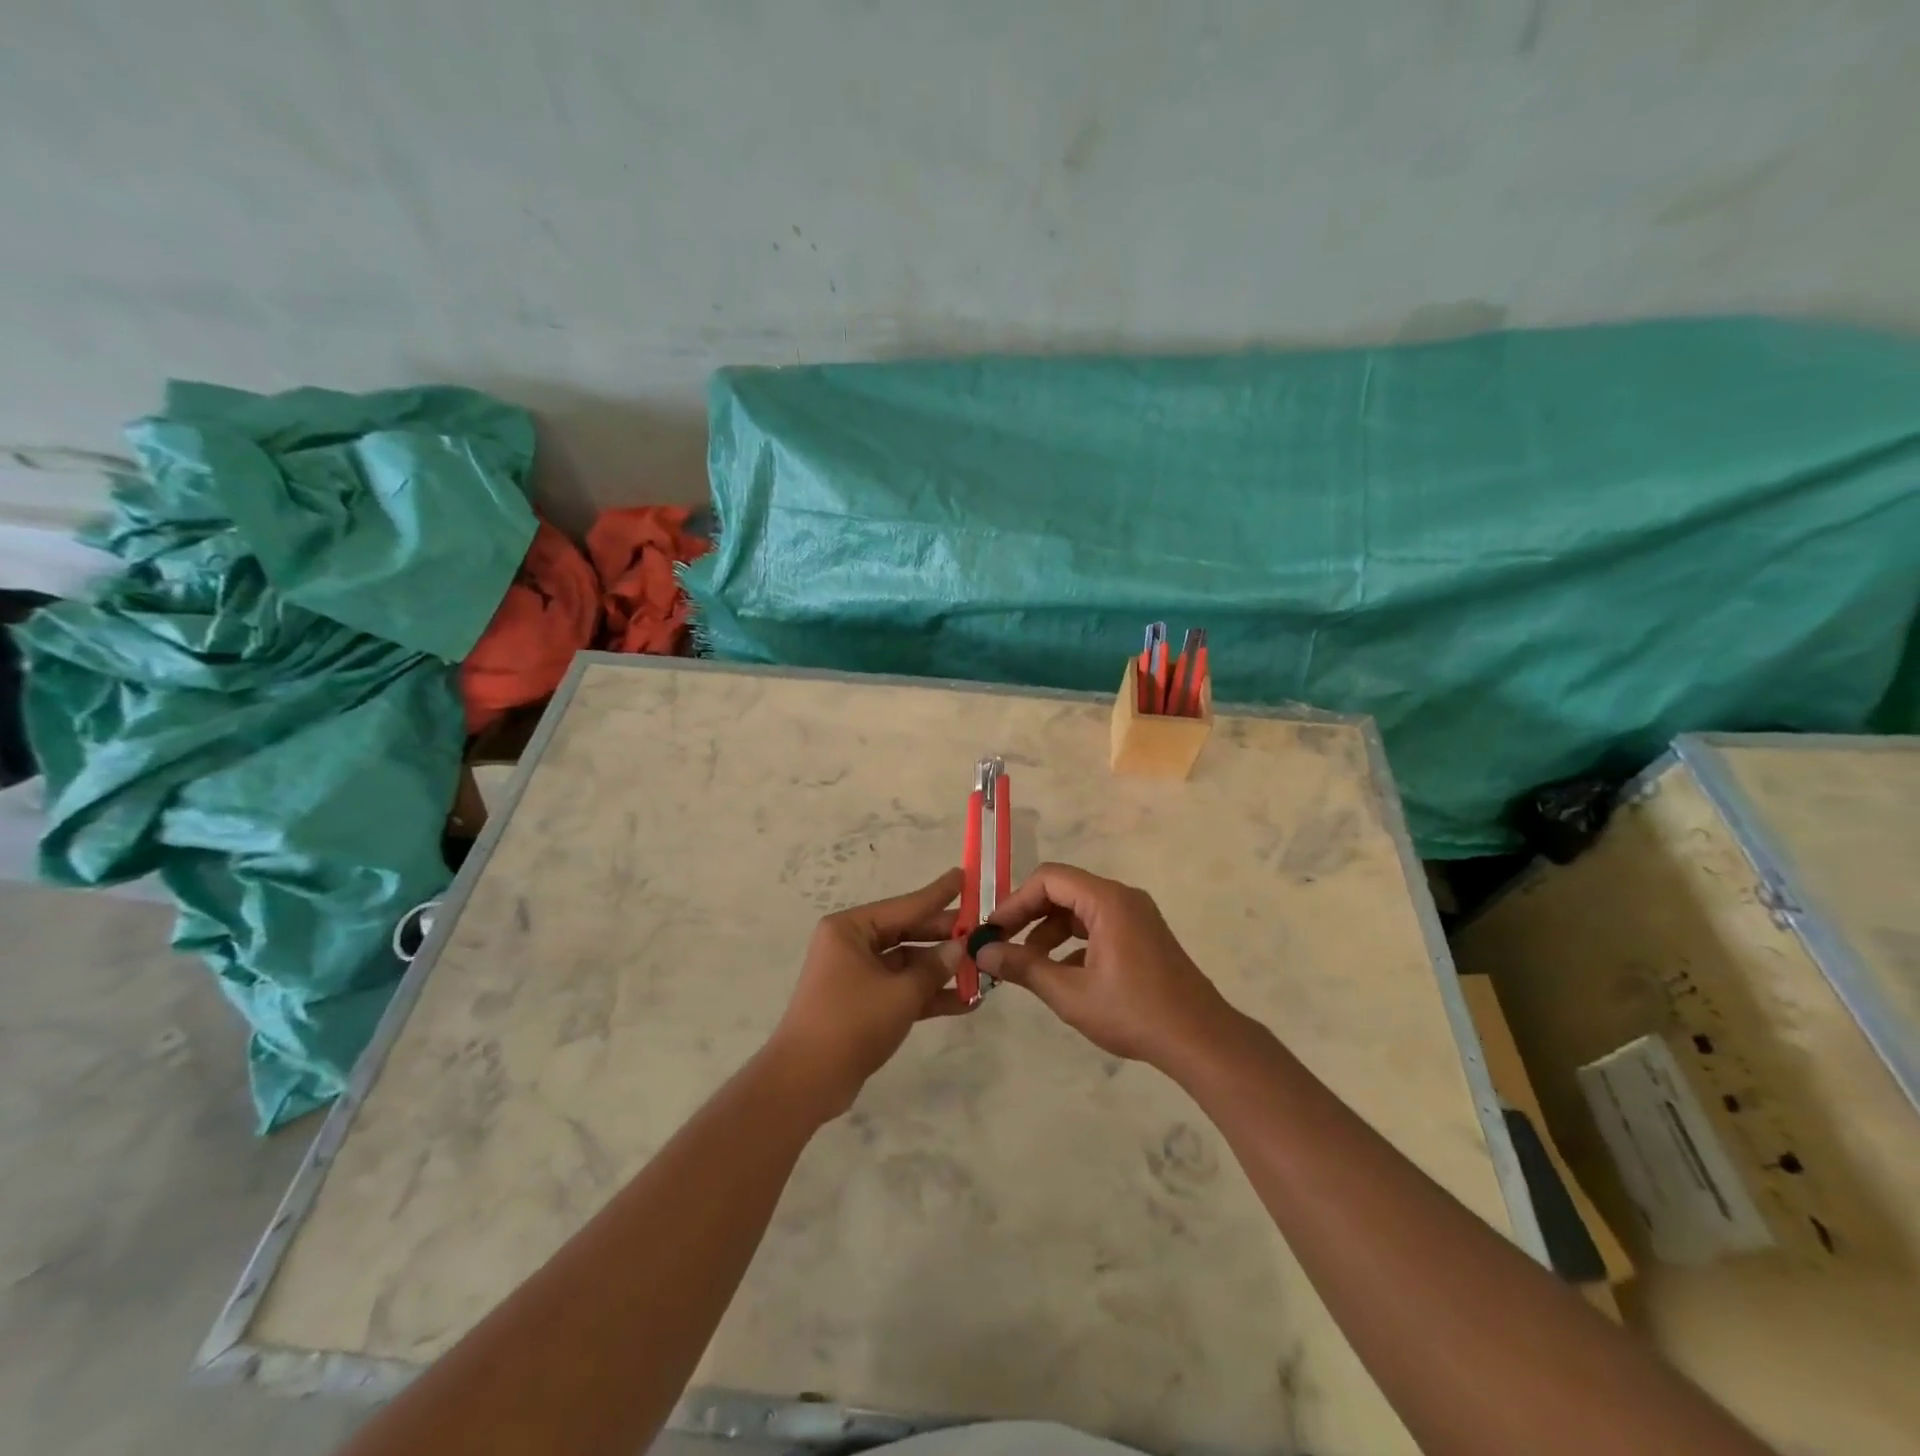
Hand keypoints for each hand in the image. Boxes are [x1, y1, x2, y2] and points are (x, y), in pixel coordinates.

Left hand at [766, 868, 970, 1120]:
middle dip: (945, 937)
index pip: (905, 906)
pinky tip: (966, 1001)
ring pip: (907, 965)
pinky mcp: (863, 1005)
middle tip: (984, 931)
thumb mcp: (900, 993)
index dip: (938, 894)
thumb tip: (960, 947)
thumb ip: (934, 968)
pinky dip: (928, 995)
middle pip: (907, 934)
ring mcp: (856, 976)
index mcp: (850, 929)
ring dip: (941, 971)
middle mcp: (851, 945)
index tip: (964, 877)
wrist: (805, 1082)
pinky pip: (901, 990)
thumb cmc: (851, 1022)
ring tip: (984, 970)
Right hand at [981, 862, 1236, 1070]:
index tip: (993, 930)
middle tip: (1002, 944)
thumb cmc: (1133, 1012)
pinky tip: (1060, 974)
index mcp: (1106, 900)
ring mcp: (1136, 916)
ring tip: (1027, 965)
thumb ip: (1023, 967)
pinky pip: (1098, 926)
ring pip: (1079, 910)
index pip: (1049, 879)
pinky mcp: (1142, 936)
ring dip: (1049, 931)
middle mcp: (1122, 898)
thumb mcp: (1070, 993)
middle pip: (1063, 890)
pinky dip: (1073, 942)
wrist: (1200, 1040)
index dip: (1015, 901)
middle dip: (1029, 915)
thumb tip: (983, 951)